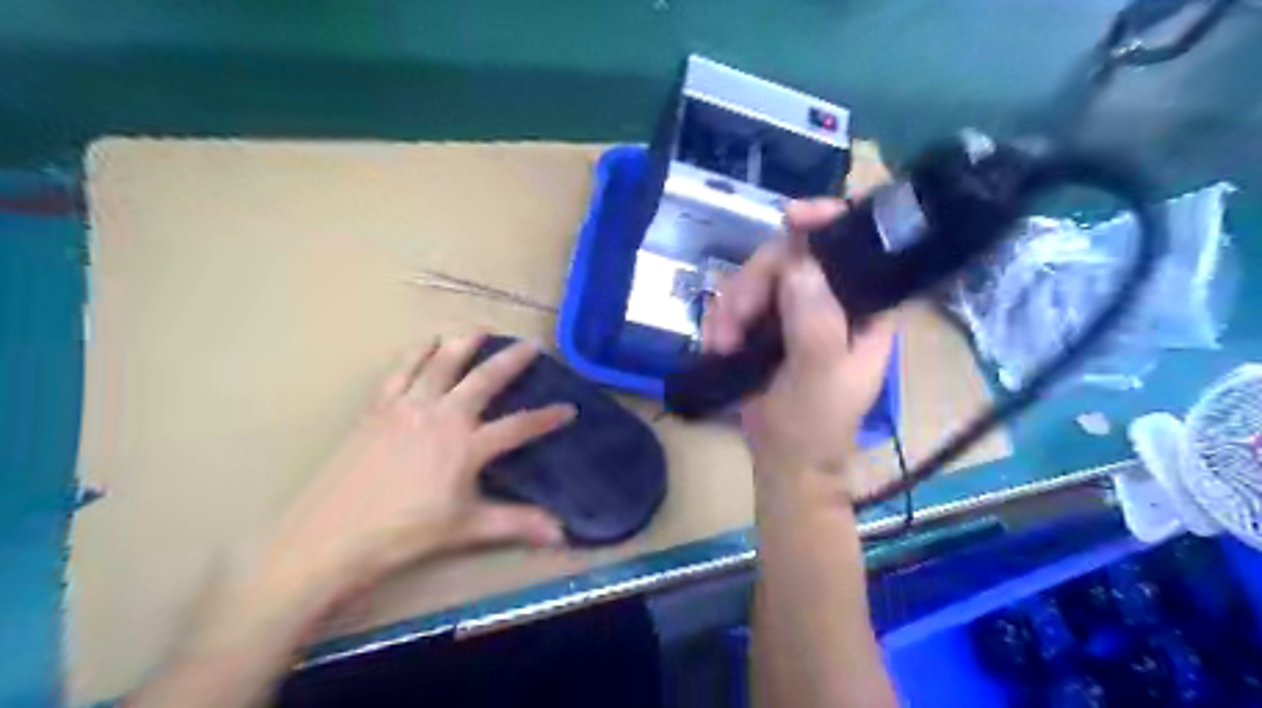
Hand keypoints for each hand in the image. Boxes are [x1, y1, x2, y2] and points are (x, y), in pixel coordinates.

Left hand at [263, 336, 575, 597]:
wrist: (331, 536)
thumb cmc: (404, 534)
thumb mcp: (466, 528)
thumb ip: (516, 523)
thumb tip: (561, 533)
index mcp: (467, 446)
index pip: (518, 426)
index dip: (547, 418)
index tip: (569, 408)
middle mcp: (442, 416)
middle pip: (483, 380)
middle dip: (510, 361)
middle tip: (530, 344)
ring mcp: (408, 408)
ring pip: (441, 366)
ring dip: (463, 346)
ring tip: (480, 331)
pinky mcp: (378, 409)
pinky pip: (400, 371)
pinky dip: (415, 354)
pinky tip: (425, 343)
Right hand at [700, 196, 896, 477]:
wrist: (783, 460)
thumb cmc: (814, 424)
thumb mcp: (819, 377)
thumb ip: (815, 323)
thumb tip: (799, 264)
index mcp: (864, 308)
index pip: (857, 245)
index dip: (828, 220)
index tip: (790, 217)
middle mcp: (831, 300)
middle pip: (792, 255)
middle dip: (756, 283)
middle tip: (735, 319)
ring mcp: (796, 310)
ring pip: (759, 277)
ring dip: (732, 305)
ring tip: (722, 341)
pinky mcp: (767, 324)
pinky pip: (739, 299)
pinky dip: (723, 318)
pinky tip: (718, 344)